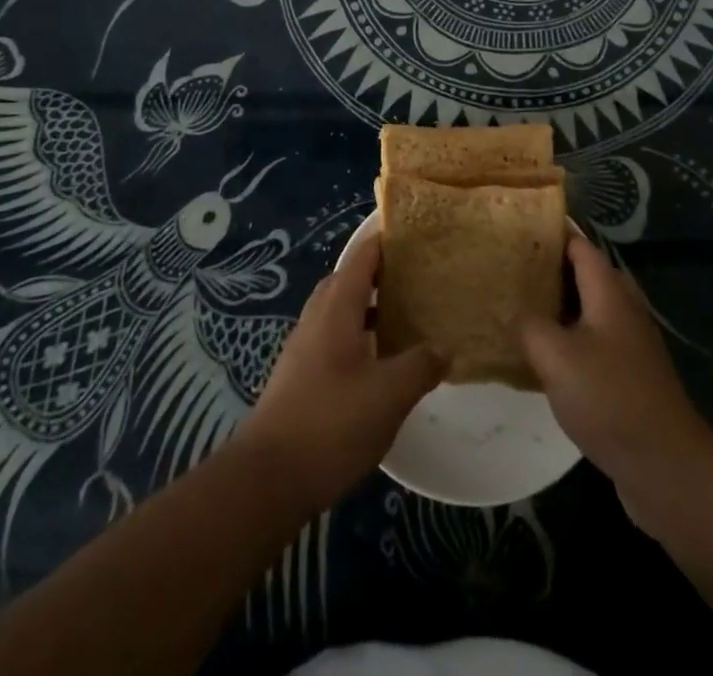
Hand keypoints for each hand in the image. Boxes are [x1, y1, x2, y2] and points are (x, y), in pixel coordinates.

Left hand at [237, 234, 443, 512]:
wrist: (268, 478)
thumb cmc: (331, 423)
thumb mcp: (388, 394)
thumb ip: (420, 365)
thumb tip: (445, 347)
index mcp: (337, 307)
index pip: (363, 256)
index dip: (387, 241)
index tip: (416, 234)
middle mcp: (317, 318)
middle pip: (349, 280)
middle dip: (380, 274)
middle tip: (417, 277)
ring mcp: (304, 348)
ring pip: (341, 312)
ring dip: (370, 308)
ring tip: (406, 318)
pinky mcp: (300, 377)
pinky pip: (334, 339)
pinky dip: (359, 336)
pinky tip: (380, 363)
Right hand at [517, 238, 712, 527]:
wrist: (666, 466)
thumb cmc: (610, 398)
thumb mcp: (556, 356)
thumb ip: (527, 325)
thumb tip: (510, 312)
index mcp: (609, 291)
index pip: (577, 244)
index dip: (548, 233)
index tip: (513, 229)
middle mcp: (622, 307)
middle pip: (581, 274)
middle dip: (546, 269)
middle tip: (505, 268)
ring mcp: (628, 343)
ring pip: (584, 310)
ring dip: (554, 306)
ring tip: (513, 306)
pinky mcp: (627, 375)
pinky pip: (590, 341)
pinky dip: (565, 338)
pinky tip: (538, 355)